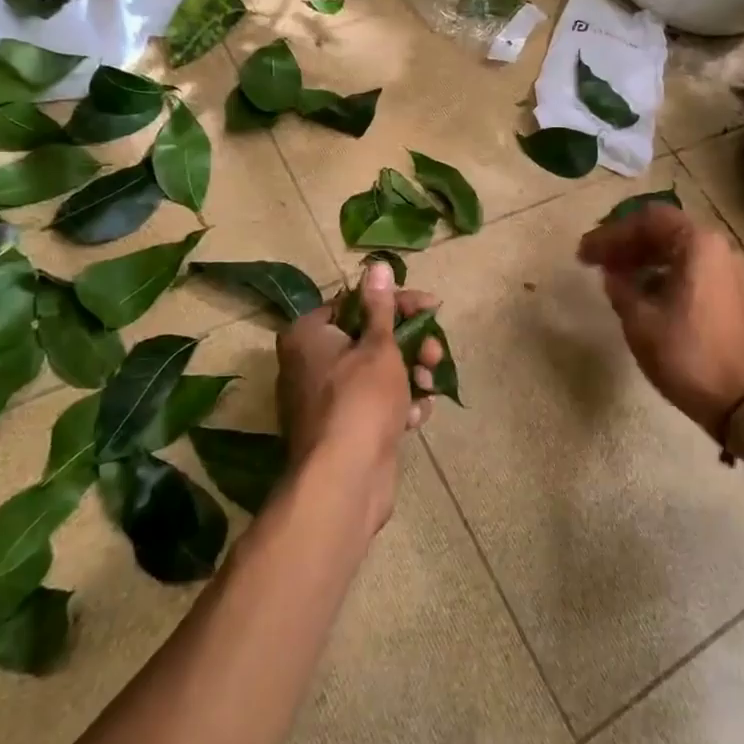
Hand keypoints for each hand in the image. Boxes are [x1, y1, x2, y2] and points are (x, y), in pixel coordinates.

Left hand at [276, 261, 442, 535]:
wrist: (346, 479)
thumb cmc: (361, 400)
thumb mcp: (378, 347)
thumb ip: (381, 306)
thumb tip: (376, 264)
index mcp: (308, 335)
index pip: (357, 302)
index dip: (398, 303)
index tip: (433, 308)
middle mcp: (309, 363)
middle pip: (369, 338)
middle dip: (409, 345)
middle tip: (435, 354)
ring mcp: (325, 399)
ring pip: (376, 373)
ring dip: (409, 375)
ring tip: (429, 386)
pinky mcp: (342, 428)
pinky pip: (374, 404)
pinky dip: (397, 405)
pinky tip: (415, 416)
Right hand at [578, 205, 743, 439]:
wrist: (738, 399)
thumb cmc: (686, 354)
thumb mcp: (640, 320)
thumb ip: (620, 287)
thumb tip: (612, 273)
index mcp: (697, 244)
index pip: (646, 219)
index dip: (611, 234)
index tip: (584, 253)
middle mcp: (716, 248)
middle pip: (662, 230)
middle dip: (625, 242)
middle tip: (593, 260)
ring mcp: (725, 270)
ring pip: (675, 249)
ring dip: (641, 257)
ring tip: (611, 275)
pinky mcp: (727, 291)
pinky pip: (687, 267)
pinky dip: (659, 272)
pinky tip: (638, 292)